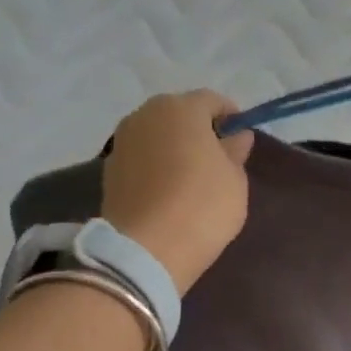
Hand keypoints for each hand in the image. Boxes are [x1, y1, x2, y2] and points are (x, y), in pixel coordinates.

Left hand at [102, 91, 254, 294]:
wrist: (147, 249)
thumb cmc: (203, 205)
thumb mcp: (235, 179)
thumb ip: (235, 151)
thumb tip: (236, 136)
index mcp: (181, 108)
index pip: (212, 101)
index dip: (231, 117)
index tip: (242, 140)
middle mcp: (146, 114)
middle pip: (180, 114)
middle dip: (199, 130)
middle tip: (218, 159)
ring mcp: (122, 141)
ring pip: (158, 135)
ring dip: (175, 147)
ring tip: (192, 178)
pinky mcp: (109, 169)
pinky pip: (142, 157)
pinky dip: (156, 166)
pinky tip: (169, 192)